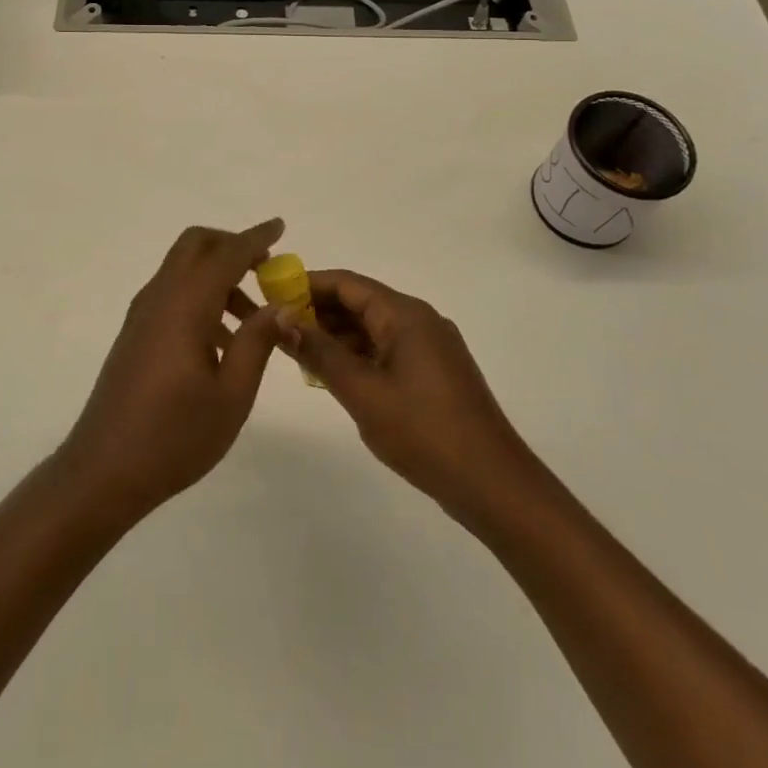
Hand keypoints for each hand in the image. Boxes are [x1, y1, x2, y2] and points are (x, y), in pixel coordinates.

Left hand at [57, 220, 291, 522]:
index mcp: (185, 306)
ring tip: (253, 321)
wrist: (103, 470)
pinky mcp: (136, 333)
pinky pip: (173, 293)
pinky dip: (201, 296)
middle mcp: (160, 297)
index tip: (281, 226)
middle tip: (265, 270)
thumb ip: (258, 341)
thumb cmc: (174, 436)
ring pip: (183, 269)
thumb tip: (281, 305)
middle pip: (195, 246)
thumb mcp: (232, 395)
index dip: (255, 238)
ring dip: (219, 276)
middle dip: (231, 246)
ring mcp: (143, 314)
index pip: (226, 254)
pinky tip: (222, 342)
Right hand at [292, 270, 536, 519]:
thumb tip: (283, 319)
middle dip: (320, 312)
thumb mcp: (363, 392)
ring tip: (299, 355)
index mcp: (405, 314)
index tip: (273, 295)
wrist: (494, 485)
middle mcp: (420, 320)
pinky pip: (388, 350)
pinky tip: (335, 377)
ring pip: (373, 328)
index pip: (348, 283)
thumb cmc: (424, 432)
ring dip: (337, 336)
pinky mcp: (435, 373)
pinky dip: (359, 356)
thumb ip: (320, 353)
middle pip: (361, 302)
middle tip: (279, 329)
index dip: (308, 284)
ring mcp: (431, 347)